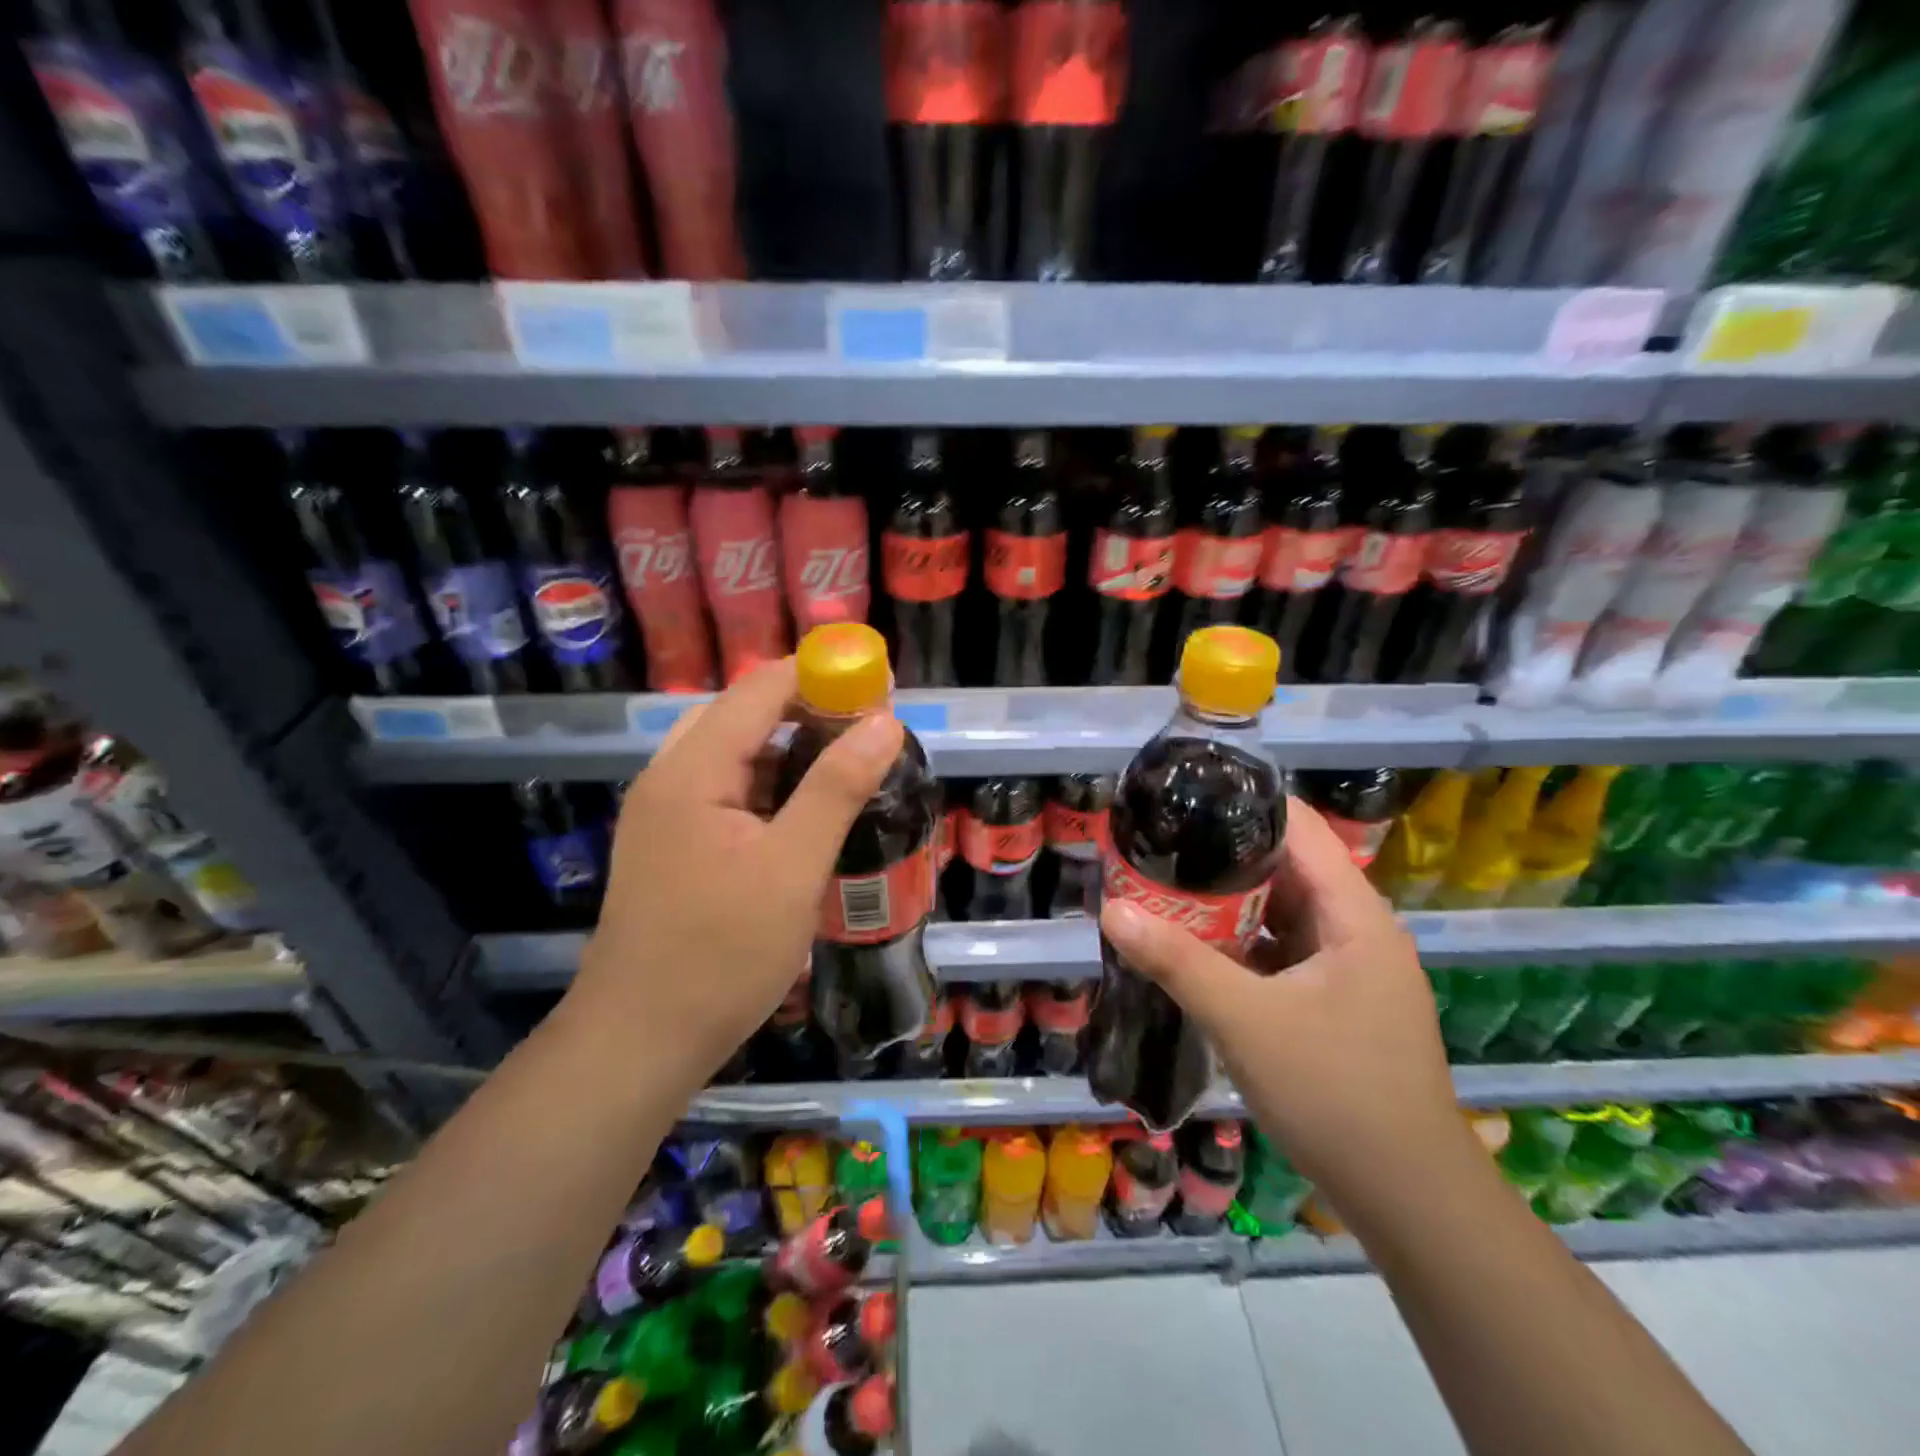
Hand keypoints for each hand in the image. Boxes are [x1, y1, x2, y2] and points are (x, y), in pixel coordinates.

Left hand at [566, 659, 902, 1089]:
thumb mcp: (793, 868)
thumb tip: (884, 721)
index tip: (877, 684)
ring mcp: (663, 812)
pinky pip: (724, 789)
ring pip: (733, 753)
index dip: (819, 675)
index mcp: (692, 769)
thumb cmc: (721, 954)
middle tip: (866, 729)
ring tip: (844, 764)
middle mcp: (669, 777)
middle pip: (742, 713)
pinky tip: (802, 812)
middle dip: (807, 709)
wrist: (639, 1041)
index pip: (759, 689)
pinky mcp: (670, 843)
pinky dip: (767, 784)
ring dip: (788, 747)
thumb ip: (837, 787)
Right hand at [1099, 797, 1470, 1213]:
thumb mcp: (1246, 1021)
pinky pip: (1280, 951)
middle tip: (1157, 845)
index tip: (1185, 795)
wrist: (1406, 1200)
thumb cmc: (1335, 1093)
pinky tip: (1193, 948)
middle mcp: (1357, 929)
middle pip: (1285, 867)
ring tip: (1163, 886)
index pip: (1301, 827)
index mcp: (1355, 914)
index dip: (1245, 802)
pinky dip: (1239, 944)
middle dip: (1221, 855)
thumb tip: (1112, 909)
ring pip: (1280, 912)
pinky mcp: (1334, 1001)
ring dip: (1226, 903)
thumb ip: (1177, 962)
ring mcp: (1348, 968)